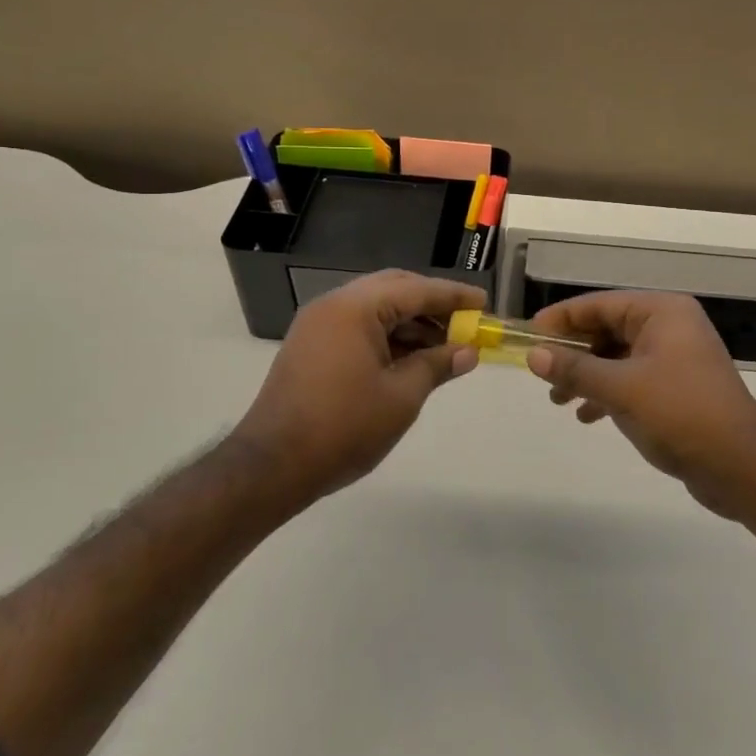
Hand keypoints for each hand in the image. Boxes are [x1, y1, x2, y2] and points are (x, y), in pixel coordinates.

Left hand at [233, 271, 483, 510]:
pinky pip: (358, 326)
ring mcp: (318, 324)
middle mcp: (334, 305)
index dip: (454, 296)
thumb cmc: (343, 428)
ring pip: (376, 308)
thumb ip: (437, 365)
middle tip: (464, 322)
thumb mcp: (401, 397)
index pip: (416, 290)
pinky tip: (411, 358)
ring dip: (411, 321)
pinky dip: (388, 335)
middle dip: (432, 304)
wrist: (271, 466)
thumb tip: (468, 351)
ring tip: (444, 346)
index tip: (484, 303)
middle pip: (394, 289)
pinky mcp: (311, 346)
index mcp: (355, 308)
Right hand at [526, 292, 755, 518]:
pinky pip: (632, 379)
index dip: (562, 318)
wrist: (741, 465)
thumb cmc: (680, 413)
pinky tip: (587, 416)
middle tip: (540, 373)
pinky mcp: (677, 387)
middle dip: (573, 352)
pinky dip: (608, 392)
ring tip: (558, 400)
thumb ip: (576, 369)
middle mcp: (670, 326)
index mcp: (662, 312)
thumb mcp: (621, 389)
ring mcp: (675, 357)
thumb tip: (534, 355)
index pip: (600, 304)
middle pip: (608, 329)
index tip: (529, 335)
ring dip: (587, 375)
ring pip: (617, 356)